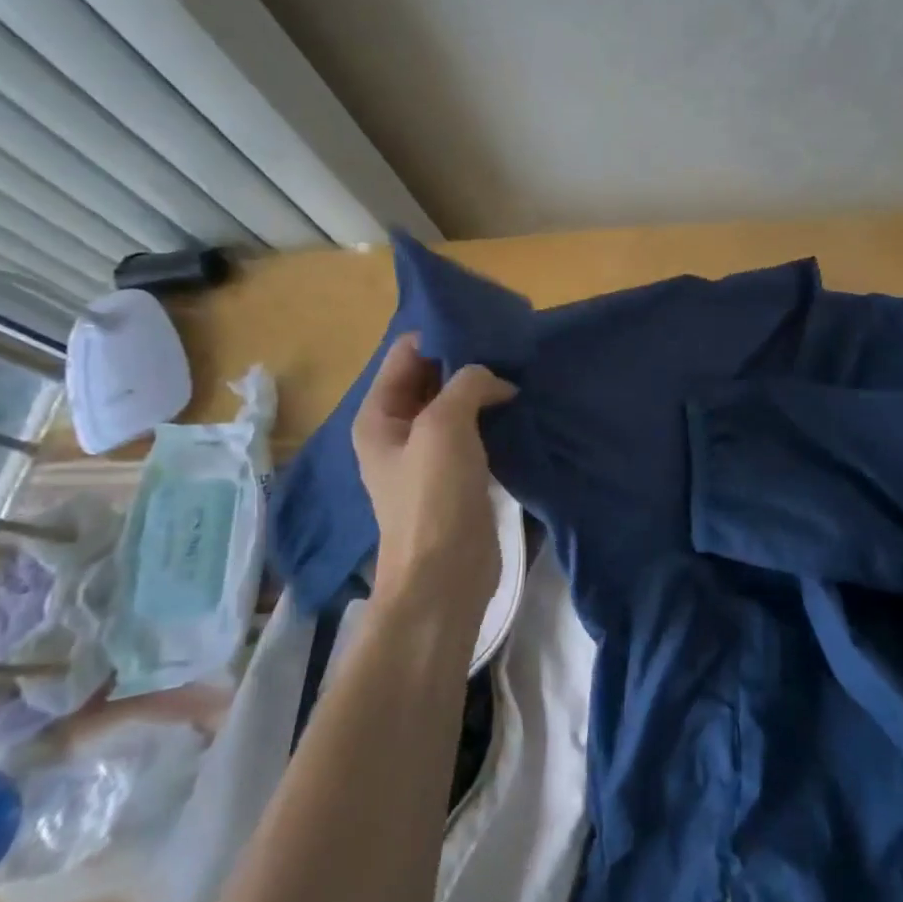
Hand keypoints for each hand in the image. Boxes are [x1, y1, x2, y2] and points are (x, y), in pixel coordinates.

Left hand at [352, 334, 516, 618]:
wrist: (445, 577)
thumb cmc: (433, 497)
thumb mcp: (444, 426)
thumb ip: (467, 384)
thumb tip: (496, 381)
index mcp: (379, 414)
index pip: (407, 354)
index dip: (443, 335)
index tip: (487, 324)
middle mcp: (400, 429)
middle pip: (433, 377)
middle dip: (468, 361)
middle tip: (512, 346)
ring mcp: (430, 453)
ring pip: (459, 404)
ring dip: (486, 389)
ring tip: (523, 370)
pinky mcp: (459, 473)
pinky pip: (476, 431)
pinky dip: (495, 416)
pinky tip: (523, 405)